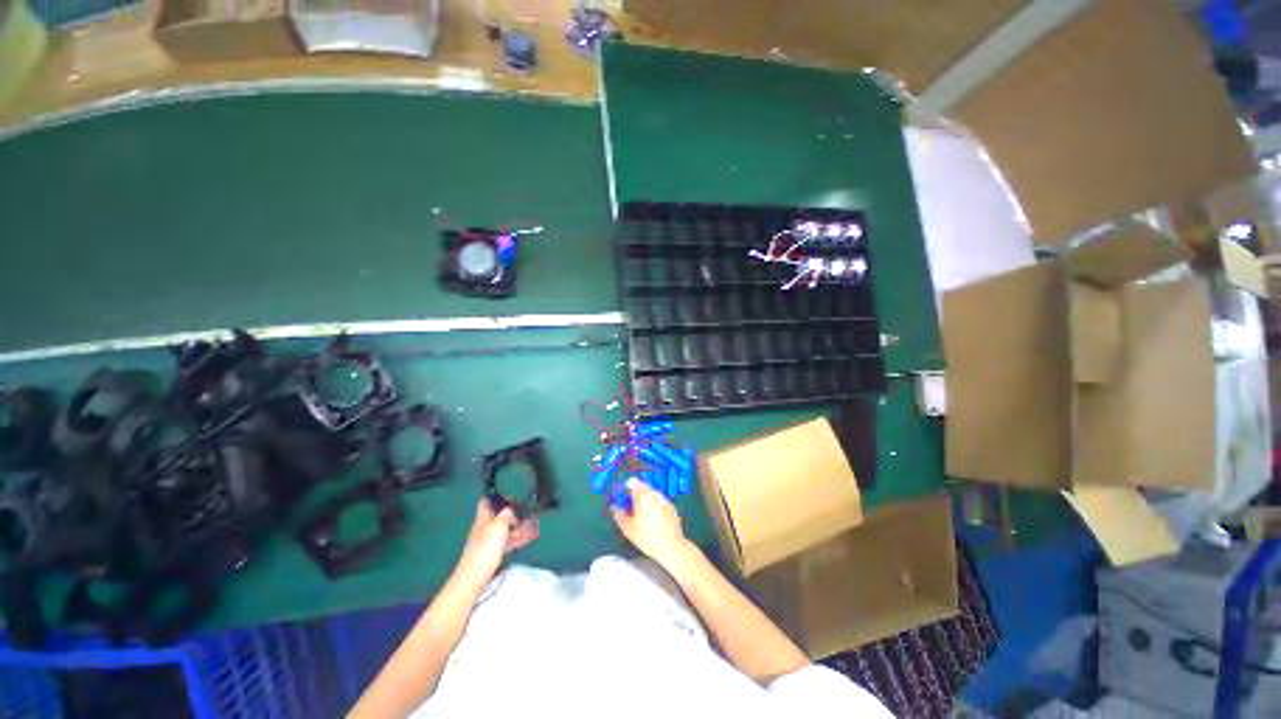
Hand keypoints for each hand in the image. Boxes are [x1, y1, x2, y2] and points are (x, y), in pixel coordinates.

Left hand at [452, 498, 538, 590]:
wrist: (474, 579)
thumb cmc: (485, 550)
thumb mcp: (498, 527)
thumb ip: (506, 515)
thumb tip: (511, 509)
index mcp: (484, 517)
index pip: (488, 500)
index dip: (499, 495)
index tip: (513, 493)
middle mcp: (486, 526)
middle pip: (501, 515)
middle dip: (515, 513)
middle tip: (531, 511)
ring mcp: (489, 540)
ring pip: (507, 528)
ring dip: (520, 526)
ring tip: (535, 524)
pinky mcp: (493, 553)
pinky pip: (508, 541)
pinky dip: (518, 537)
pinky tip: (528, 537)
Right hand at [610, 478, 689, 566]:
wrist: (670, 546)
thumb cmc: (646, 536)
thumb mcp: (628, 528)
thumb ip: (619, 515)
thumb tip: (614, 508)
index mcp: (642, 494)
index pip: (632, 481)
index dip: (626, 488)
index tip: (624, 499)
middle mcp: (654, 493)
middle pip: (643, 487)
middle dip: (636, 495)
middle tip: (632, 510)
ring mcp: (664, 499)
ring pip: (652, 495)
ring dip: (646, 501)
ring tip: (643, 517)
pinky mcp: (672, 507)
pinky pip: (660, 502)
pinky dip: (656, 507)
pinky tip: (655, 521)